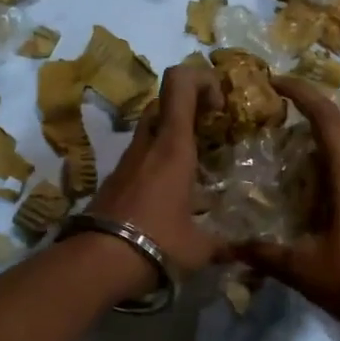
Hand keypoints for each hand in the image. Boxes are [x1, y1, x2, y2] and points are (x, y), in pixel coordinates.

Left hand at [88, 64, 220, 280]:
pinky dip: (159, 157)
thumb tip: (242, 253)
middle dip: (191, 106)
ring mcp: (127, 160)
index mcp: (173, 146)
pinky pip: (142, 154)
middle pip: (165, 101)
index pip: (180, 83)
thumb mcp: (199, 247)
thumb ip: (223, 245)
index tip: (220, 102)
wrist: (97, 262)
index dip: (201, 78)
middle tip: (212, 129)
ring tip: (196, 163)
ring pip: (151, 127)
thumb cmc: (158, 243)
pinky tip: (172, 190)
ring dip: (174, 133)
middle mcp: (148, 144)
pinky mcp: (115, 178)